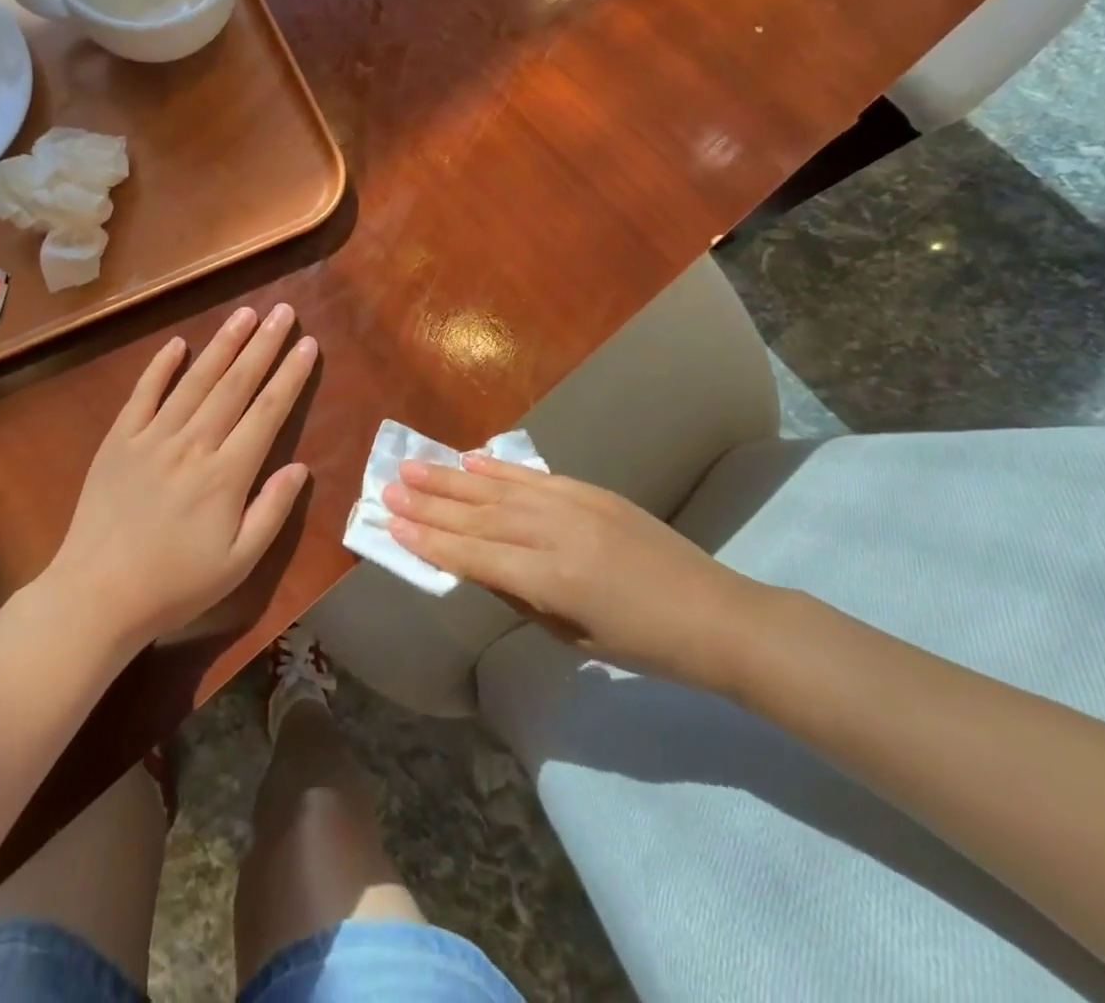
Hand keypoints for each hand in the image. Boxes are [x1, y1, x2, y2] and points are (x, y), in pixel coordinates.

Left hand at [49, 304, 317, 649]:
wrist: (97, 594)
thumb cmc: (175, 584)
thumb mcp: (238, 562)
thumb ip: (272, 510)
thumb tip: (301, 466)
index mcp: (226, 474)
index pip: (267, 412)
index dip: (290, 376)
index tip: (308, 345)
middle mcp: (193, 444)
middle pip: (235, 385)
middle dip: (263, 346)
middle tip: (283, 312)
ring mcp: (152, 437)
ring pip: (195, 380)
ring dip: (222, 344)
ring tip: (245, 314)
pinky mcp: (119, 440)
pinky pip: (143, 394)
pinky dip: (160, 367)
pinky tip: (177, 344)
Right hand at [383, 454, 762, 691]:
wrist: (716, 614)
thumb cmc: (644, 645)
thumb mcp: (572, 635)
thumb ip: (519, 595)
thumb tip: (474, 564)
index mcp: (553, 580)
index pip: (475, 556)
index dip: (430, 542)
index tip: (392, 525)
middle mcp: (557, 533)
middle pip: (479, 516)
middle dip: (429, 504)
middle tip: (388, 488)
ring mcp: (575, 505)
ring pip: (498, 489)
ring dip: (451, 479)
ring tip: (413, 467)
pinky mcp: (591, 491)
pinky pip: (534, 476)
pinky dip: (498, 467)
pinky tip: (469, 460)